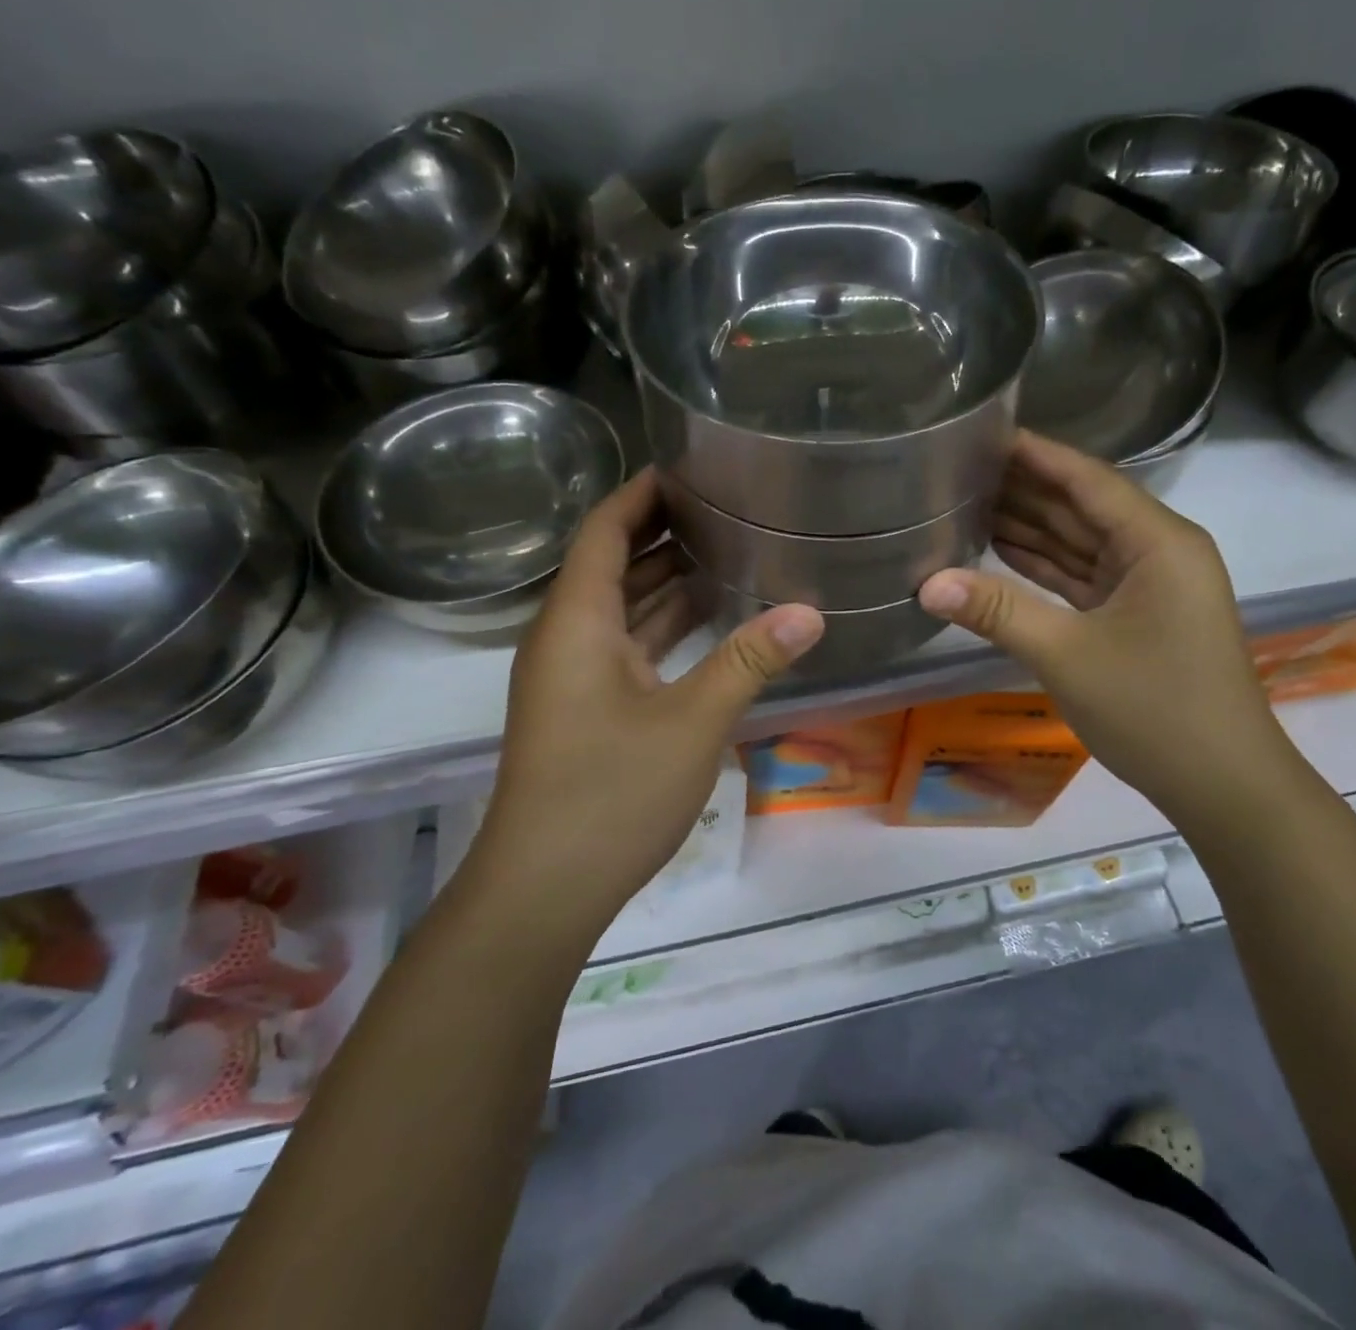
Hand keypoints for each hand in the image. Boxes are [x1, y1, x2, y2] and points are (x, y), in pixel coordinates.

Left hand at [475, 472, 822, 922]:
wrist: (544, 889)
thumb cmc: (610, 792)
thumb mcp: (693, 721)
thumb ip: (750, 659)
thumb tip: (811, 611)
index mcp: (577, 622)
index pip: (604, 531)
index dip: (640, 493)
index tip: (690, 467)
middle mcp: (568, 638)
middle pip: (613, 565)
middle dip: (663, 532)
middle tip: (727, 506)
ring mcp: (576, 678)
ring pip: (623, 610)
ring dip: (667, 582)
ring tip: (729, 551)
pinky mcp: (588, 710)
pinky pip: (629, 648)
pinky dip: (665, 628)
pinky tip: (711, 622)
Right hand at [917, 432, 1298, 836]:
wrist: (1222, 784)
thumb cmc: (1154, 710)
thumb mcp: (1067, 656)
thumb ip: (997, 612)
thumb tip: (927, 584)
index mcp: (1157, 542)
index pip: (1087, 479)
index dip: (1034, 454)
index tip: (982, 432)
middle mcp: (1158, 551)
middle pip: (1082, 506)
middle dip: (1024, 489)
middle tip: (958, 468)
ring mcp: (1149, 585)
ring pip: (1081, 543)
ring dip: (1030, 527)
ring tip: (966, 502)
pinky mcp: (1138, 615)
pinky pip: (1084, 577)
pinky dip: (1045, 567)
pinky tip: (999, 551)